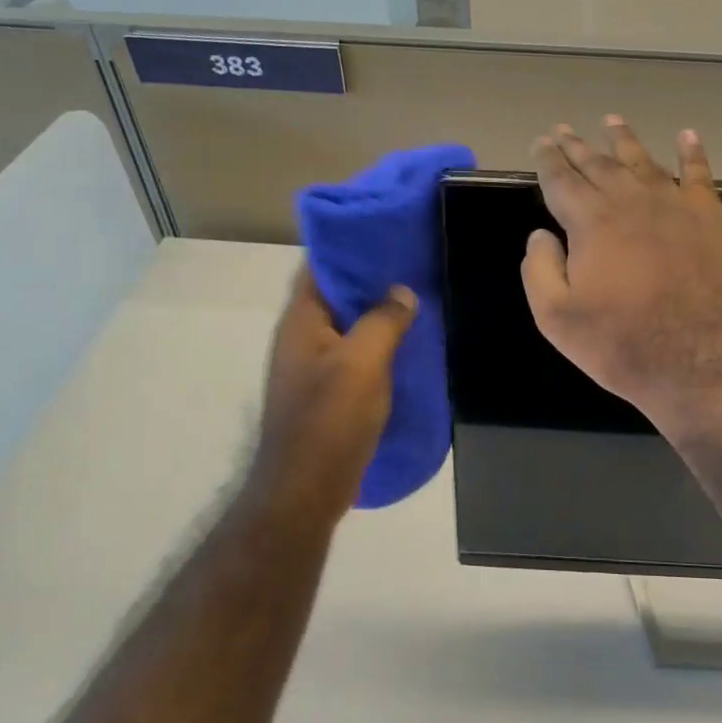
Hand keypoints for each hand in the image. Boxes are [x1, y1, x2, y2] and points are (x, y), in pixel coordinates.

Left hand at [243, 267, 415, 534]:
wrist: (307, 489)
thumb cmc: (330, 420)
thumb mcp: (363, 362)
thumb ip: (383, 321)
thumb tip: (402, 292)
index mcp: (302, 322)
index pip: (320, 267)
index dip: (350, 247)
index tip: (388, 233)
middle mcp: (303, 338)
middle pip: (337, 295)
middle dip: (372, 279)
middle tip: (415, 264)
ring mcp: (315, 368)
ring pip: (349, 326)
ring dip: (379, 314)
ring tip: (420, 299)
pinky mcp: (329, 393)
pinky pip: (357, 355)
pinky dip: (380, 345)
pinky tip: (411, 345)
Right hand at [522, 117, 721, 433]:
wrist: (700, 362)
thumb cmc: (621, 344)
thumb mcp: (557, 317)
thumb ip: (540, 269)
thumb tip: (541, 234)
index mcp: (591, 221)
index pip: (561, 180)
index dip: (548, 160)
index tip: (541, 143)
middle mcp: (631, 201)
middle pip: (599, 164)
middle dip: (578, 146)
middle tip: (563, 130)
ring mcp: (675, 205)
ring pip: (643, 161)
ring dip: (624, 139)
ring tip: (611, 120)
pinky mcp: (710, 219)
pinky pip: (699, 174)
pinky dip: (692, 152)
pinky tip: (687, 136)